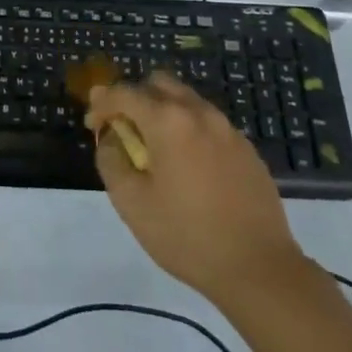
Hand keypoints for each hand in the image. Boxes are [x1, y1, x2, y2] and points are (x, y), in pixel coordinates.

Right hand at [86, 72, 303, 306]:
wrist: (259, 268)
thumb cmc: (187, 236)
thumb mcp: (132, 204)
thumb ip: (111, 160)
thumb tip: (110, 138)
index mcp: (168, 120)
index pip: (124, 93)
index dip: (101, 104)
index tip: (93, 125)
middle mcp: (198, 112)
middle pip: (158, 83)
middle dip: (134, 98)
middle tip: (124, 130)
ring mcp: (227, 128)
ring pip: (186, 100)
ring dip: (163, 112)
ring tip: (156, 150)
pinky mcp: (246, 147)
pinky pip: (208, 123)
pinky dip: (189, 130)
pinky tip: (189, 167)